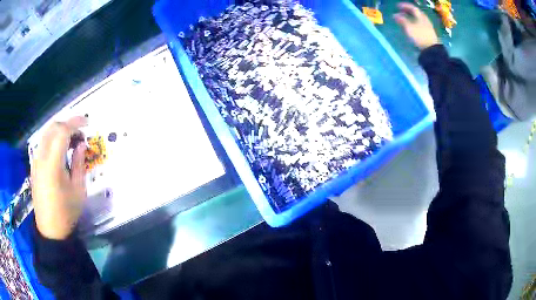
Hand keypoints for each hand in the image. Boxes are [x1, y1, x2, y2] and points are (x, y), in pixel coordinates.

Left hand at [31, 117, 87, 239]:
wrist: (50, 230)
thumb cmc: (66, 212)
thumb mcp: (78, 190)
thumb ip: (79, 164)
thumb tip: (81, 145)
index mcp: (52, 164)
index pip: (62, 132)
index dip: (75, 122)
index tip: (87, 122)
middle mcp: (41, 158)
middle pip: (52, 128)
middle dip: (67, 124)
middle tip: (79, 132)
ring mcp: (35, 161)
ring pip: (46, 133)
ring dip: (59, 130)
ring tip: (70, 139)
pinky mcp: (34, 166)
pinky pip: (42, 143)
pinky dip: (52, 139)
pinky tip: (59, 149)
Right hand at [394, 2, 439, 49]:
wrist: (431, 50)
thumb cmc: (420, 36)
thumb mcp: (409, 27)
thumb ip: (402, 20)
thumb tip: (395, 15)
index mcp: (420, 16)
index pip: (412, 8)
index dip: (404, 6)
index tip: (397, 6)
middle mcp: (424, 19)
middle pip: (416, 13)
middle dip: (407, 11)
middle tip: (400, 11)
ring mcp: (427, 27)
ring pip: (418, 19)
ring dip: (411, 17)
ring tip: (404, 19)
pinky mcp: (428, 33)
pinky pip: (420, 24)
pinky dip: (414, 23)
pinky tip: (411, 26)